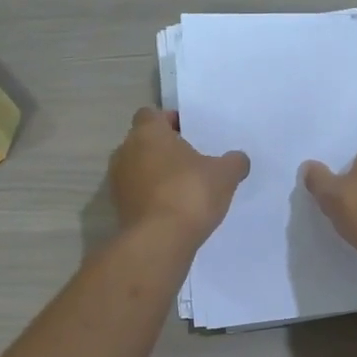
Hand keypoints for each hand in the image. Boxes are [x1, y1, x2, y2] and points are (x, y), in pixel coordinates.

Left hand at [109, 108, 249, 242]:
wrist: (159, 241)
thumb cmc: (190, 194)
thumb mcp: (224, 175)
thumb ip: (233, 162)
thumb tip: (238, 159)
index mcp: (148, 133)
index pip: (152, 115)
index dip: (169, 121)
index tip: (189, 133)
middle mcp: (125, 152)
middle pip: (143, 142)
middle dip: (164, 149)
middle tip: (190, 161)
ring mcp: (117, 182)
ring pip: (138, 169)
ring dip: (155, 175)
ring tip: (183, 188)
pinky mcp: (118, 208)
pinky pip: (136, 194)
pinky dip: (151, 197)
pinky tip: (173, 209)